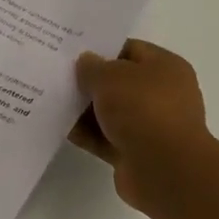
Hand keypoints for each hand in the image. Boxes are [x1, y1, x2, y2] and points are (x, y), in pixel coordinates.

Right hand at [69, 39, 215, 212]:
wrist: (165, 170)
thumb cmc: (142, 109)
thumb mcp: (109, 76)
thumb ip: (92, 66)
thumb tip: (86, 62)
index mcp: (166, 67)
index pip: (130, 49)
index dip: (101, 49)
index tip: (71, 52)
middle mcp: (163, 94)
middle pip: (119, 82)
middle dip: (90, 81)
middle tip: (57, 75)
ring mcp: (151, 126)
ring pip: (111, 112)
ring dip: (85, 110)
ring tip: (52, 100)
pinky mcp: (137, 153)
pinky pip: (106, 138)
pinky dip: (87, 135)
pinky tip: (61, 128)